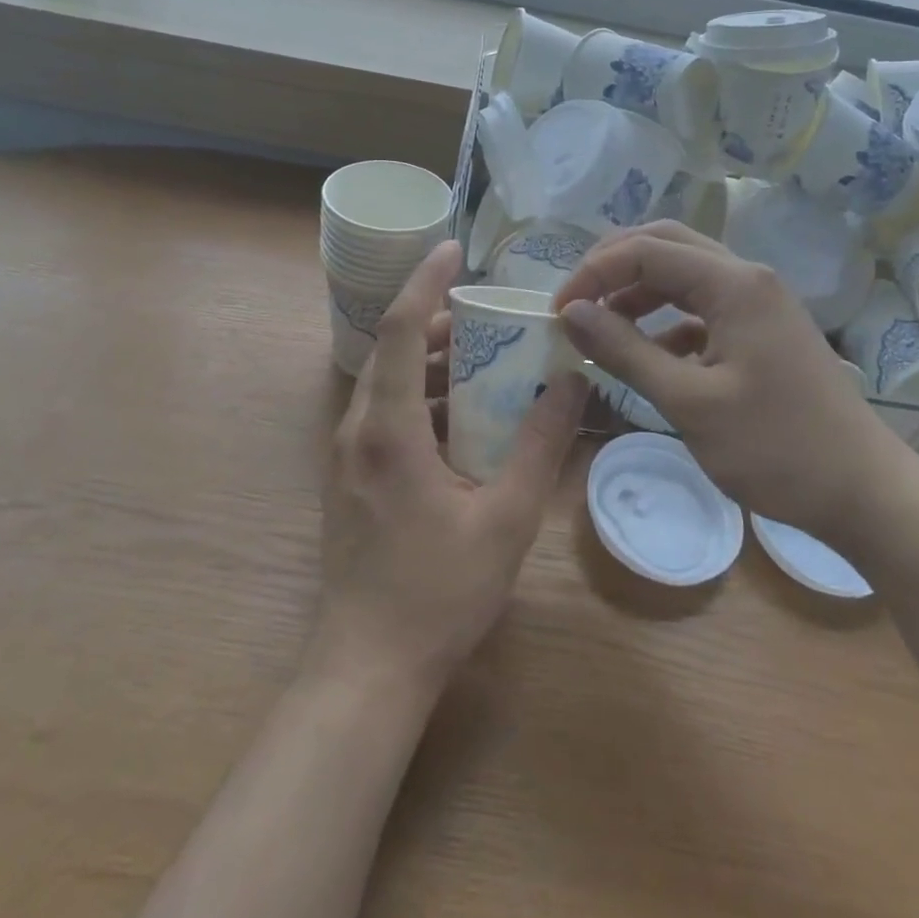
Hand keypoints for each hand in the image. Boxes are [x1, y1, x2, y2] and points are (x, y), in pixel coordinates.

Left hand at [313, 240, 588, 694]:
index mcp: (388, 428)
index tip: (454, 248)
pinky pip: (386, 413)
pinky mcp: (351, 477)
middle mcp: (357, 429)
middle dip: (441, 322)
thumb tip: (571, 382)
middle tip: (493, 317)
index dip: (427, 281)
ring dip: (433, 362)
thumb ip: (540, 444)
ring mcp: (347, 455)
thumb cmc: (438, 592)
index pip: (403, 328)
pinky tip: (463, 418)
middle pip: (395, 350)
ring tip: (486, 360)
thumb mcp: (506, 518)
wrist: (367, 668)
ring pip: (389, 382)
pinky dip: (423, 397)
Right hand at [553, 222, 894, 529]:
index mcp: (733, 283)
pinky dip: (667, 320)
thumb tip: (571, 313)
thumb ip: (625, 351)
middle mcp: (747, 277)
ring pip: (684, 273)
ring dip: (638, 291)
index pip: (644, 251)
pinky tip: (649, 354)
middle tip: (575, 303)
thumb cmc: (776, 449)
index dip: (593, 274)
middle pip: (666, 244)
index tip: (557, 313)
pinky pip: (702, 306)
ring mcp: (759, 301)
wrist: (863, 492)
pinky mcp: (762, 329)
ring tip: (601, 327)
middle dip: (613, 267)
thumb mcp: (689, 403)